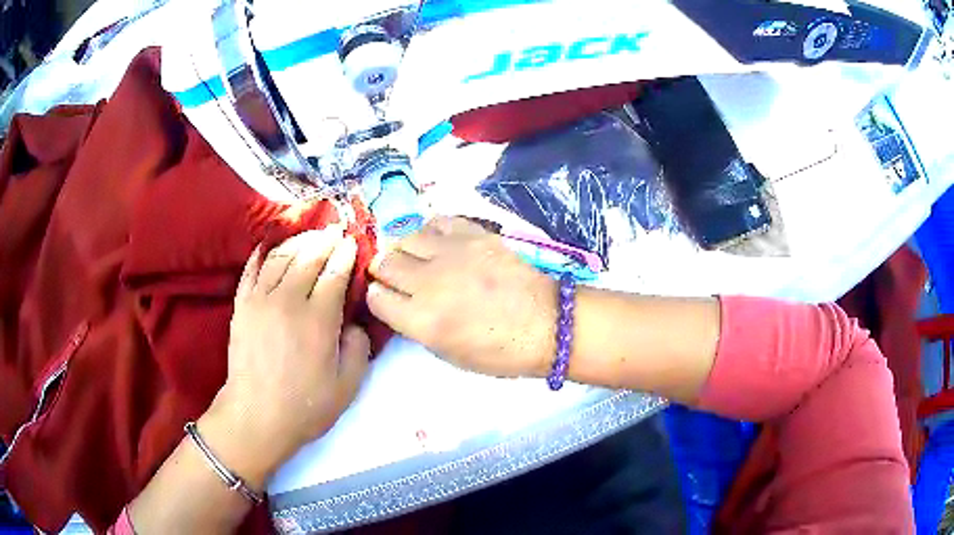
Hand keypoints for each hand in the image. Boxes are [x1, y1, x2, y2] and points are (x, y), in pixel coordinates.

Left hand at [203, 227, 369, 488]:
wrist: (257, 416)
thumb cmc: (306, 406)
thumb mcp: (348, 385)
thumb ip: (359, 347)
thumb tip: (354, 322)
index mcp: (318, 319)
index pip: (334, 273)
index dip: (346, 254)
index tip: (353, 242)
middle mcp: (288, 300)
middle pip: (308, 257)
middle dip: (325, 240)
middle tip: (335, 231)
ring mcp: (260, 300)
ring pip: (281, 257)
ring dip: (298, 242)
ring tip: (309, 237)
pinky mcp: (242, 305)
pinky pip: (252, 269)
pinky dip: (263, 254)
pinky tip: (270, 246)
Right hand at [368, 216, 556, 377]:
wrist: (548, 325)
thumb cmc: (500, 351)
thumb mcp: (449, 354)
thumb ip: (416, 326)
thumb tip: (401, 302)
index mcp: (423, 321)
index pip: (376, 298)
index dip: (378, 298)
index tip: (386, 298)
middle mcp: (430, 283)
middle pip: (384, 263)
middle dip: (384, 271)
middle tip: (397, 277)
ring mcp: (453, 254)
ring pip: (405, 238)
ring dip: (405, 250)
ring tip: (418, 259)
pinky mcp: (475, 235)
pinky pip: (437, 222)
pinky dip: (432, 232)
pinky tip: (440, 244)